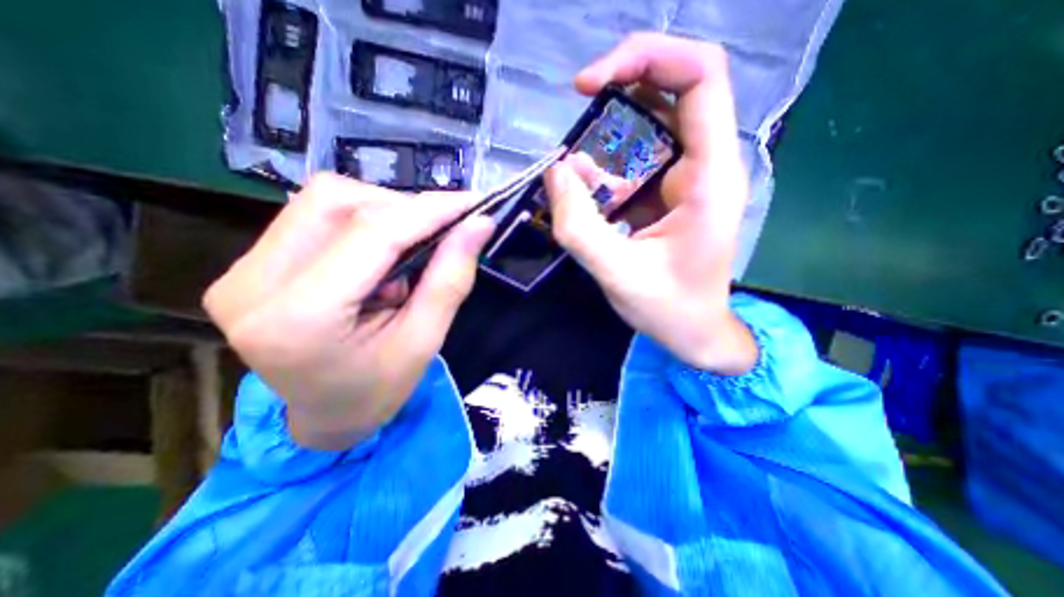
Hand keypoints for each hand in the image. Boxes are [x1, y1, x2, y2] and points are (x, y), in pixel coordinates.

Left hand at [203, 175, 493, 450]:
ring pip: (324, 200)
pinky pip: (313, 215)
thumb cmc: (378, 390)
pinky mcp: (248, 265)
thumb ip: (450, 279)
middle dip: (404, 210)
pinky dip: (362, 222)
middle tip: (441, 234)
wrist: (324, 417)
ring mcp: (241, 270)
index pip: (371, 233)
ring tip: (409, 250)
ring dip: (383, 213)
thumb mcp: (424, 341)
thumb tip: (479, 225)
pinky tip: (380, 253)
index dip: (428, 210)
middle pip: (338, 203)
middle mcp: (252, 283)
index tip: (472, 203)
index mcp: (300, 318)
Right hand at [543, 32, 760, 372]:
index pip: (699, 77)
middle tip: (578, 116)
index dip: (645, 57)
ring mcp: (689, 178)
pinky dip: (608, 166)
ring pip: (652, 125)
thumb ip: (580, 226)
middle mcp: (706, 166)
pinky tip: (591, 193)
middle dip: (620, 91)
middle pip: (673, 90)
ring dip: (609, 137)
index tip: (589, 85)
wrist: (694, 331)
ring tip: (581, 173)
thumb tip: (556, 171)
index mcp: (709, 177)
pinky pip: (639, 159)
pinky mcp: (671, 193)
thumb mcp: (617, 274)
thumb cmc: (669, 309)